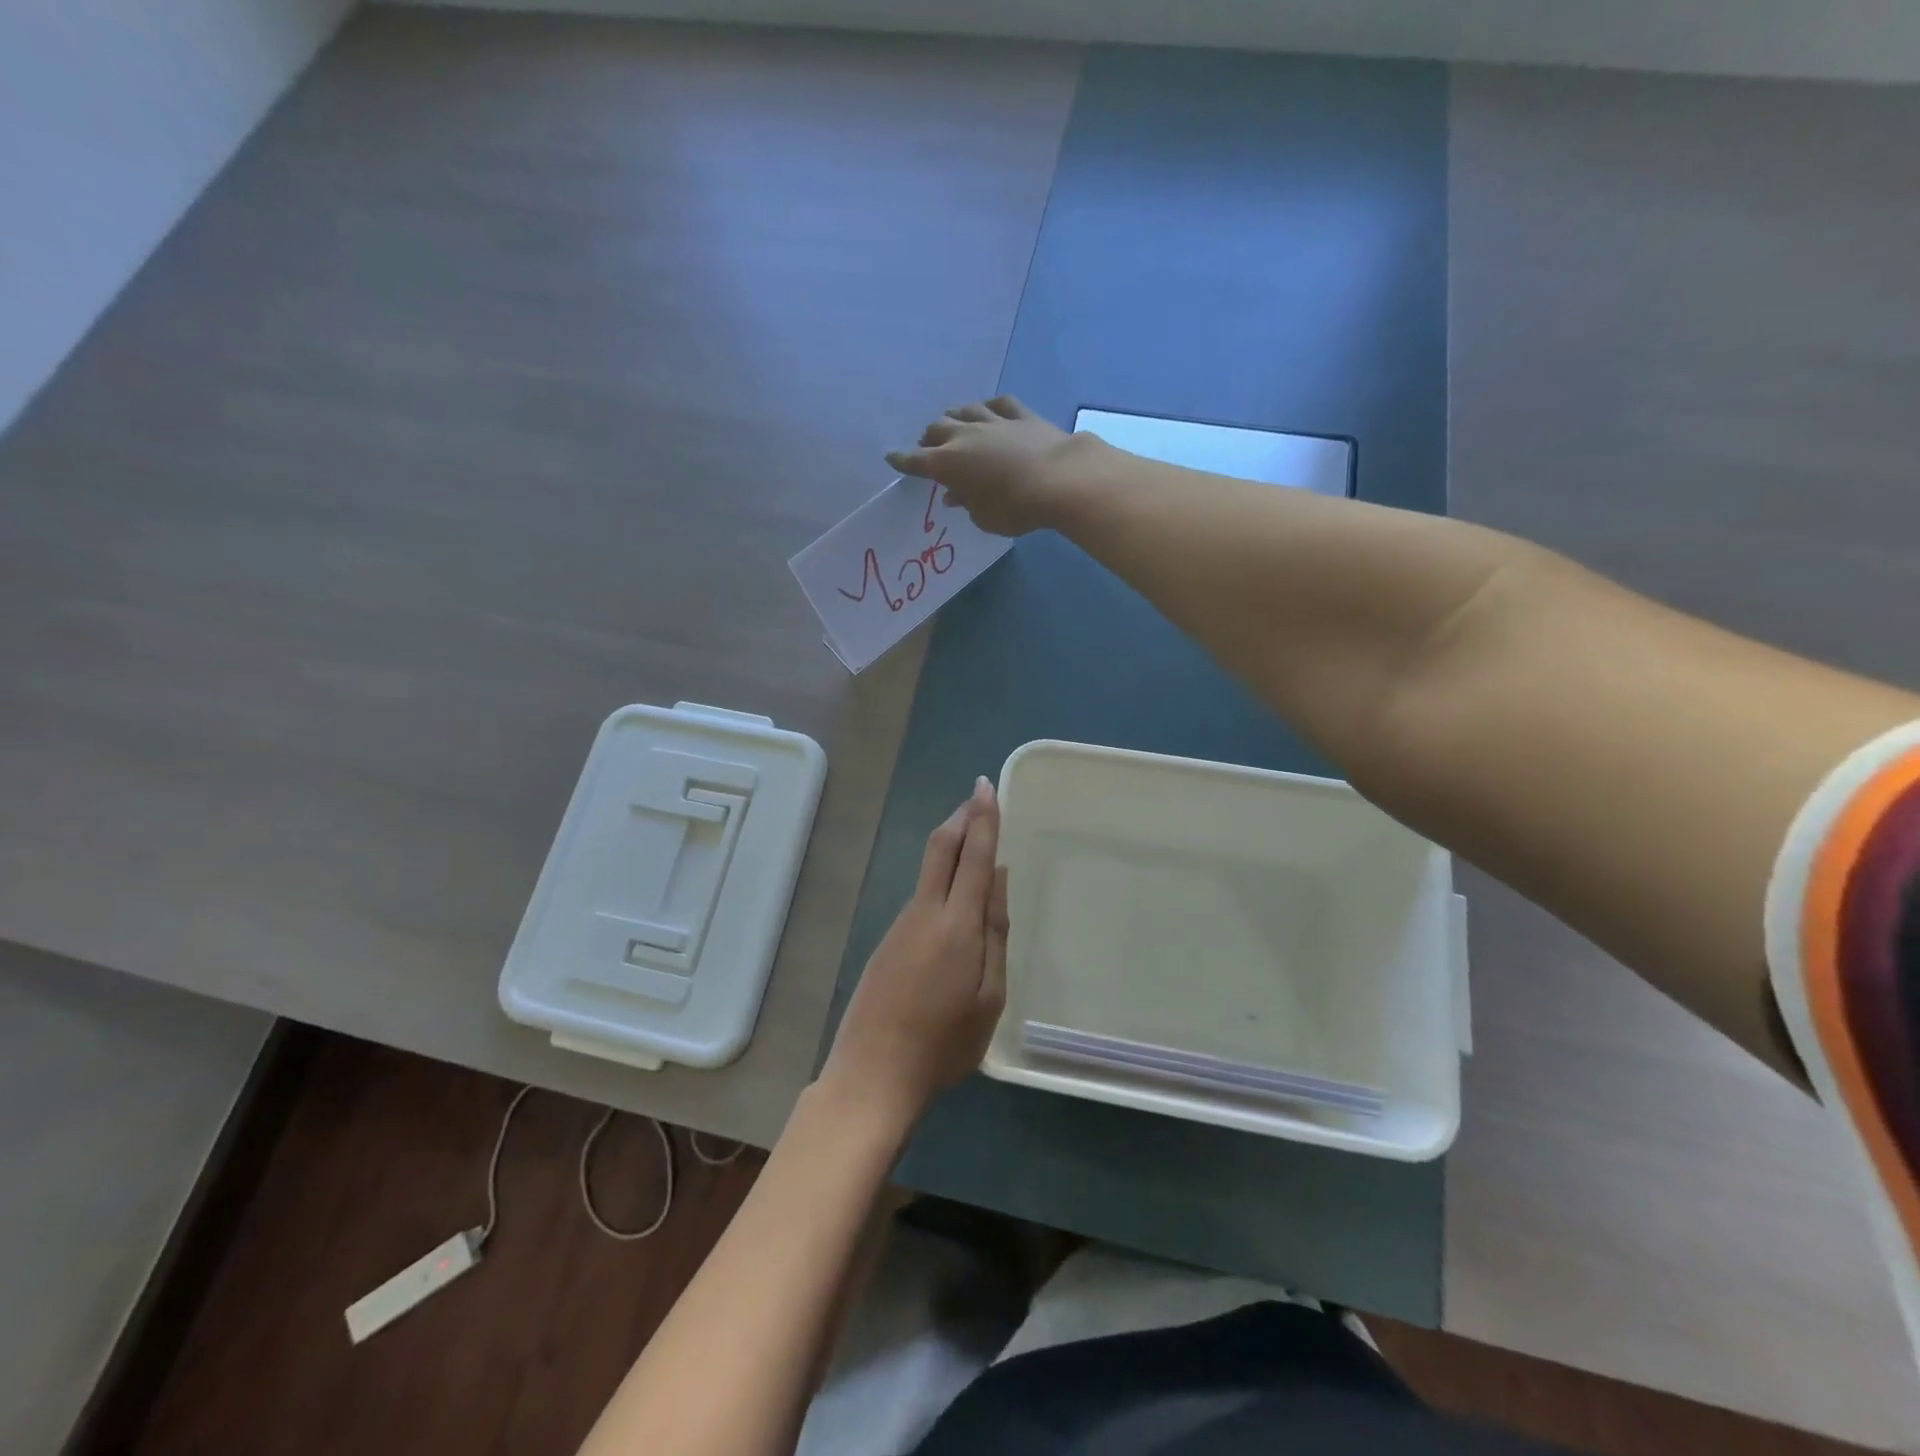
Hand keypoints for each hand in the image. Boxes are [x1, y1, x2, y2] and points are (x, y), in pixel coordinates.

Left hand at [821, 777, 1009, 1124]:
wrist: (873, 1073)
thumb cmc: (944, 1043)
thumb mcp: (989, 996)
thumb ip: (996, 932)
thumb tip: (998, 877)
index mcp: (958, 924)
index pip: (973, 856)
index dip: (983, 818)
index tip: (986, 787)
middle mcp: (925, 912)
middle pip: (942, 848)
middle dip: (962, 817)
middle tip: (978, 796)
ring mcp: (902, 924)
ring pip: (930, 868)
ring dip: (952, 843)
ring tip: (974, 834)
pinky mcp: (889, 939)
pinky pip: (922, 893)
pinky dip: (941, 873)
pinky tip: (954, 889)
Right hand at [885, 396, 1078, 536]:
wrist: (1059, 479)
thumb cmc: (1015, 508)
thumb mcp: (984, 518)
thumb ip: (967, 504)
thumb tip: (956, 494)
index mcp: (947, 464)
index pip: (915, 460)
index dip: (902, 460)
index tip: (891, 457)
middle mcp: (964, 436)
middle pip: (937, 428)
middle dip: (929, 437)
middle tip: (929, 446)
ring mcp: (993, 421)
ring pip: (964, 410)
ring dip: (955, 417)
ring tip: (953, 425)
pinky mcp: (1021, 415)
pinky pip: (999, 405)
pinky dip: (989, 408)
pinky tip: (989, 410)